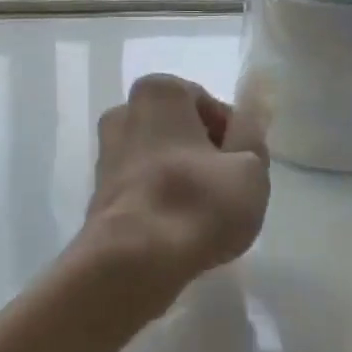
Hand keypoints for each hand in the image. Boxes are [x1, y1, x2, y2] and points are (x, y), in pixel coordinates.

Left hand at [85, 75, 270, 302]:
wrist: (131, 259)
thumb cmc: (197, 203)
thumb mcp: (250, 169)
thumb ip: (252, 137)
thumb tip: (247, 121)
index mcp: (158, 92)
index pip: (209, 105)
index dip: (234, 136)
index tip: (246, 167)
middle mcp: (124, 110)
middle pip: (181, 129)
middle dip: (205, 153)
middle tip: (230, 190)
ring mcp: (106, 149)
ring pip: (160, 156)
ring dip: (183, 176)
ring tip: (205, 213)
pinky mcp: (99, 187)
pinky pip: (142, 182)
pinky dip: (161, 196)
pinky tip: (178, 225)